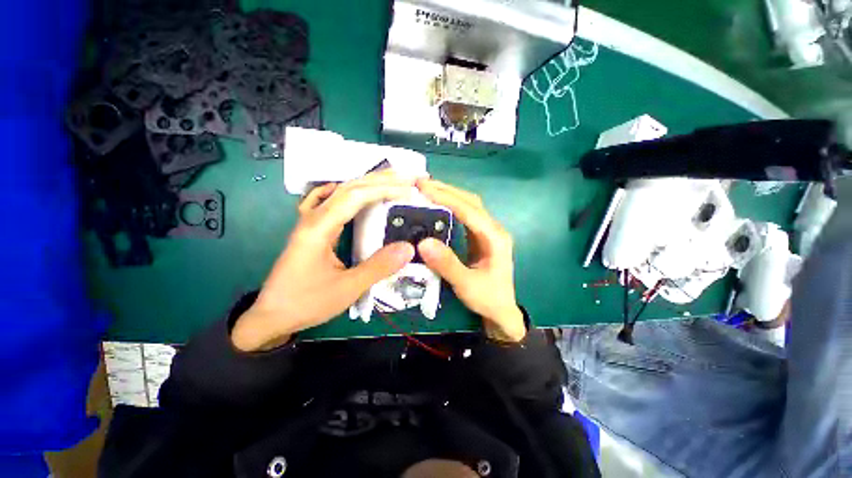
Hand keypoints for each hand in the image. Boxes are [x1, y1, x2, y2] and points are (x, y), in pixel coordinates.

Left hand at [232, 170, 416, 350]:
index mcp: (320, 227)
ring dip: (367, 183)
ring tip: (390, 180)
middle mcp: (314, 217)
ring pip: (341, 191)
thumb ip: (378, 267)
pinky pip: (327, 200)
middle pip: (349, 187)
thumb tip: (408, 248)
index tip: (409, 191)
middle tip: (407, 177)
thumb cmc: (306, 302)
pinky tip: (350, 190)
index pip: (356, 196)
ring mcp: (310, 221)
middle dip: (381, 179)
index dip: (384, 189)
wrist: (271, 316)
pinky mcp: (311, 228)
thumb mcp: (347, 288)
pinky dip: (344, 191)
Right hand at [415, 179, 525, 342]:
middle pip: (470, 201)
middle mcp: (493, 229)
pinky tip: (438, 204)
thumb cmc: (487, 298)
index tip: (424, 188)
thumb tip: (423, 242)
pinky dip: (451, 206)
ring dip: (449, 194)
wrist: (501, 311)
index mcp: (494, 237)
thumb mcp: (467, 285)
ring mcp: (487, 231)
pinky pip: (465, 215)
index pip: (469, 210)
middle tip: (421, 183)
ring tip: (427, 189)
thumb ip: (447, 264)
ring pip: (469, 205)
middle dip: (446, 190)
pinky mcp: (480, 236)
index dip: (447, 197)